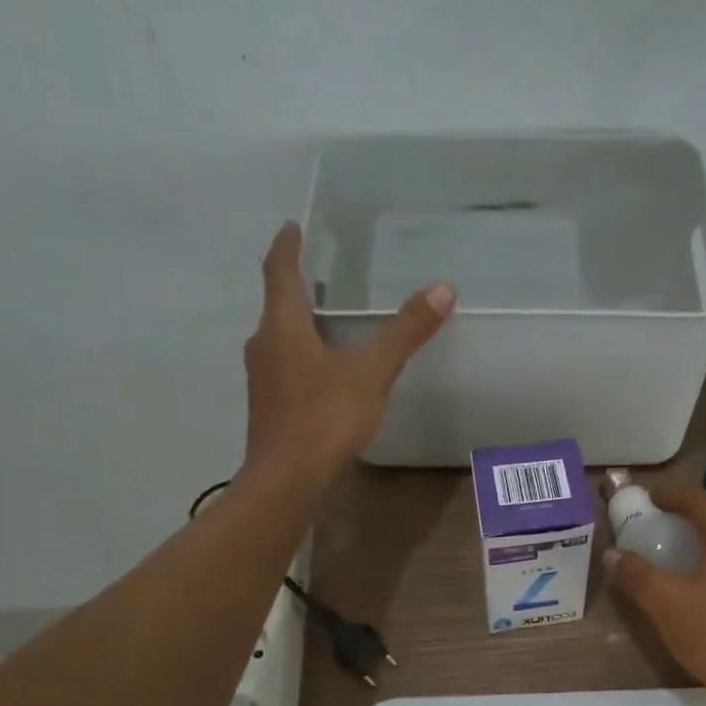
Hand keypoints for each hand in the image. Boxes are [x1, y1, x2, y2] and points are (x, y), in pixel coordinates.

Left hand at [243, 222, 455, 474]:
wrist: (287, 479)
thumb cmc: (325, 418)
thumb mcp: (372, 372)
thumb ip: (405, 332)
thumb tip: (443, 288)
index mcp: (283, 327)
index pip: (280, 272)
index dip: (287, 246)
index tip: (292, 226)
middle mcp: (265, 345)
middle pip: (277, 304)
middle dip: (295, 285)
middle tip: (318, 272)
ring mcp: (263, 378)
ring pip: (279, 337)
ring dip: (298, 321)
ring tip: (326, 317)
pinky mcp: (269, 406)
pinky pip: (284, 365)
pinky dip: (302, 353)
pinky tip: (324, 370)